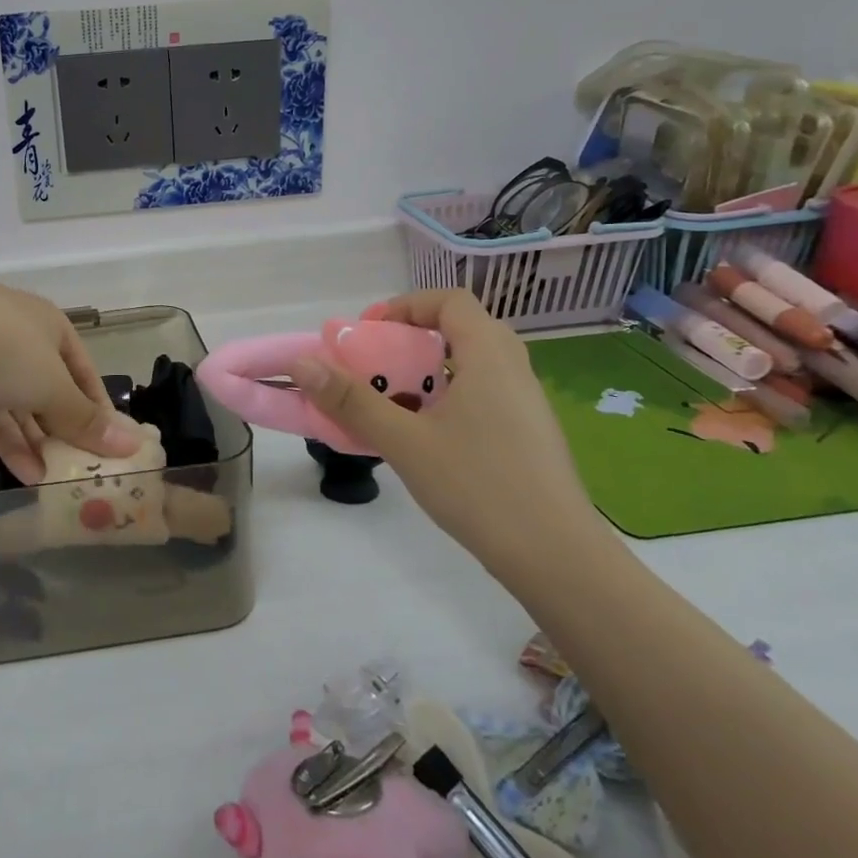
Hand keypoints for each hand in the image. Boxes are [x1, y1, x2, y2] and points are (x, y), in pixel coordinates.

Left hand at [0, 281, 140, 483]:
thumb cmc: (6, 351)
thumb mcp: (53, 388)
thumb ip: (86, 419)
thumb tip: (131, 445)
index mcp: (49, 323)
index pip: (83, 368)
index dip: (98, 406)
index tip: (109, 442)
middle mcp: (18, 333)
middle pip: (49, 385)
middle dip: (62, 427)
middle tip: (78, 465)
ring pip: (16, 401)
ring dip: (35, 440)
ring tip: (52, 480)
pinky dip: (6, 438)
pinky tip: (23, 474)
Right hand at [293, 290, 599, 562]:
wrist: (556, 556)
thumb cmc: (478, 486)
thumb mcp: (404, 441)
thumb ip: (352, 400)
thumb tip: (302, 363)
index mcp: (489, 356)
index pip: (450, 301)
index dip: (405, 306)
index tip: (370, 333)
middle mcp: (513, 369)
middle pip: (459, 331)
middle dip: (410, 342)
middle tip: (376, 367)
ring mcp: (524, 404)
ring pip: (469, 368)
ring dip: (425, 375)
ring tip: (392, 405)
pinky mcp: (526, 434)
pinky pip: (480, 396)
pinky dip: (445, 400)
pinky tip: (423, 439)